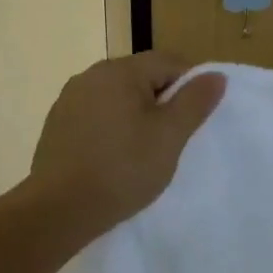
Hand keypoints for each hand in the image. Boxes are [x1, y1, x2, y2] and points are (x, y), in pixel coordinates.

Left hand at [30, 52, 225, 230]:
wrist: (58, 210)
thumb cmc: (122, 169)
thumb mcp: (169, 136)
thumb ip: (194, 102)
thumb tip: (215, 76)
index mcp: (119, 71)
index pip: (168, 62)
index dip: (190, 85)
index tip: (197, 117)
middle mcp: (91, 75)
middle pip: (141, 76)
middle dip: (162, 100)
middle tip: (174, 136)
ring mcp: (69, 99)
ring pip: (117, 96)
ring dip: (136, 114)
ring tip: (145, 149)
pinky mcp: (57, 124)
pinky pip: (96, 114)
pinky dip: (112, 127)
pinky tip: (114, 157)